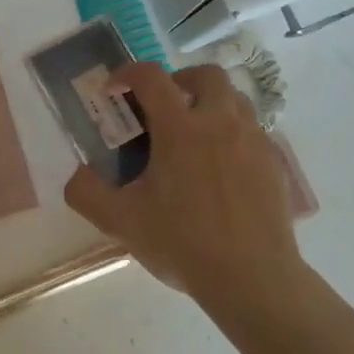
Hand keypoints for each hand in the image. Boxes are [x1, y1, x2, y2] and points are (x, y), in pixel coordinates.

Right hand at [63, 62, 303, 309]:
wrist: (252, 280)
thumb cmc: (183, 244)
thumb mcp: (120, 222)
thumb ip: (86, 192)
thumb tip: (79, 173)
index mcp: (181, 128)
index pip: (151, 77)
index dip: (127, 73)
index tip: (113, 90)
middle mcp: (220, 122)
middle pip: (205, 74)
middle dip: (179, 79)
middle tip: (162, 105)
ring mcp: (253, 141)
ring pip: (235, 98)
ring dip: (209, 102)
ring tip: (192, 132)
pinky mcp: (274, 163)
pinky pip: (252, 129)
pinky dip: (231, 131)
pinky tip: (219, 165)